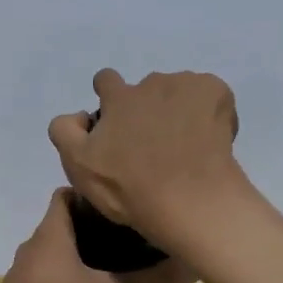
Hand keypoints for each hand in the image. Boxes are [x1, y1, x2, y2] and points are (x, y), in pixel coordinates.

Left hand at [0, 190, 192, 282]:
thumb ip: (154, 278)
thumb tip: (193, 264)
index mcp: (50, 235)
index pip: (64, 194)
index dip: (89, 196)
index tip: (117, 208)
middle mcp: (30, 246)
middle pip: (59, 223)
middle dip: (89, 226)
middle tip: (123, 237)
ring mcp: (18, 273)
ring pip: (50, 250)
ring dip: (75, 253)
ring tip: (108, 265)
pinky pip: (41, 274)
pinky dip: (60, 276)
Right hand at [47, 69, 241, 248]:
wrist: (190, 201)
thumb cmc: (130, 189)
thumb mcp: (79, 166)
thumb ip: (65, 132)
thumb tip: (77, 115)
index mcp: (117, 97)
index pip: (106, 80)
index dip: (110, 99)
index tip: (119, 124)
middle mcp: (150, 83)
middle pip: (146, 89)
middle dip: (148, 109)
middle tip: (156, 145)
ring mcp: (186, 85)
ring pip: (179, 91)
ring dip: (178, 109)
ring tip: (186, 145)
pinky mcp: (217, 93)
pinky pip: (211, 95)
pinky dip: (210, 111)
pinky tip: (210, 140)